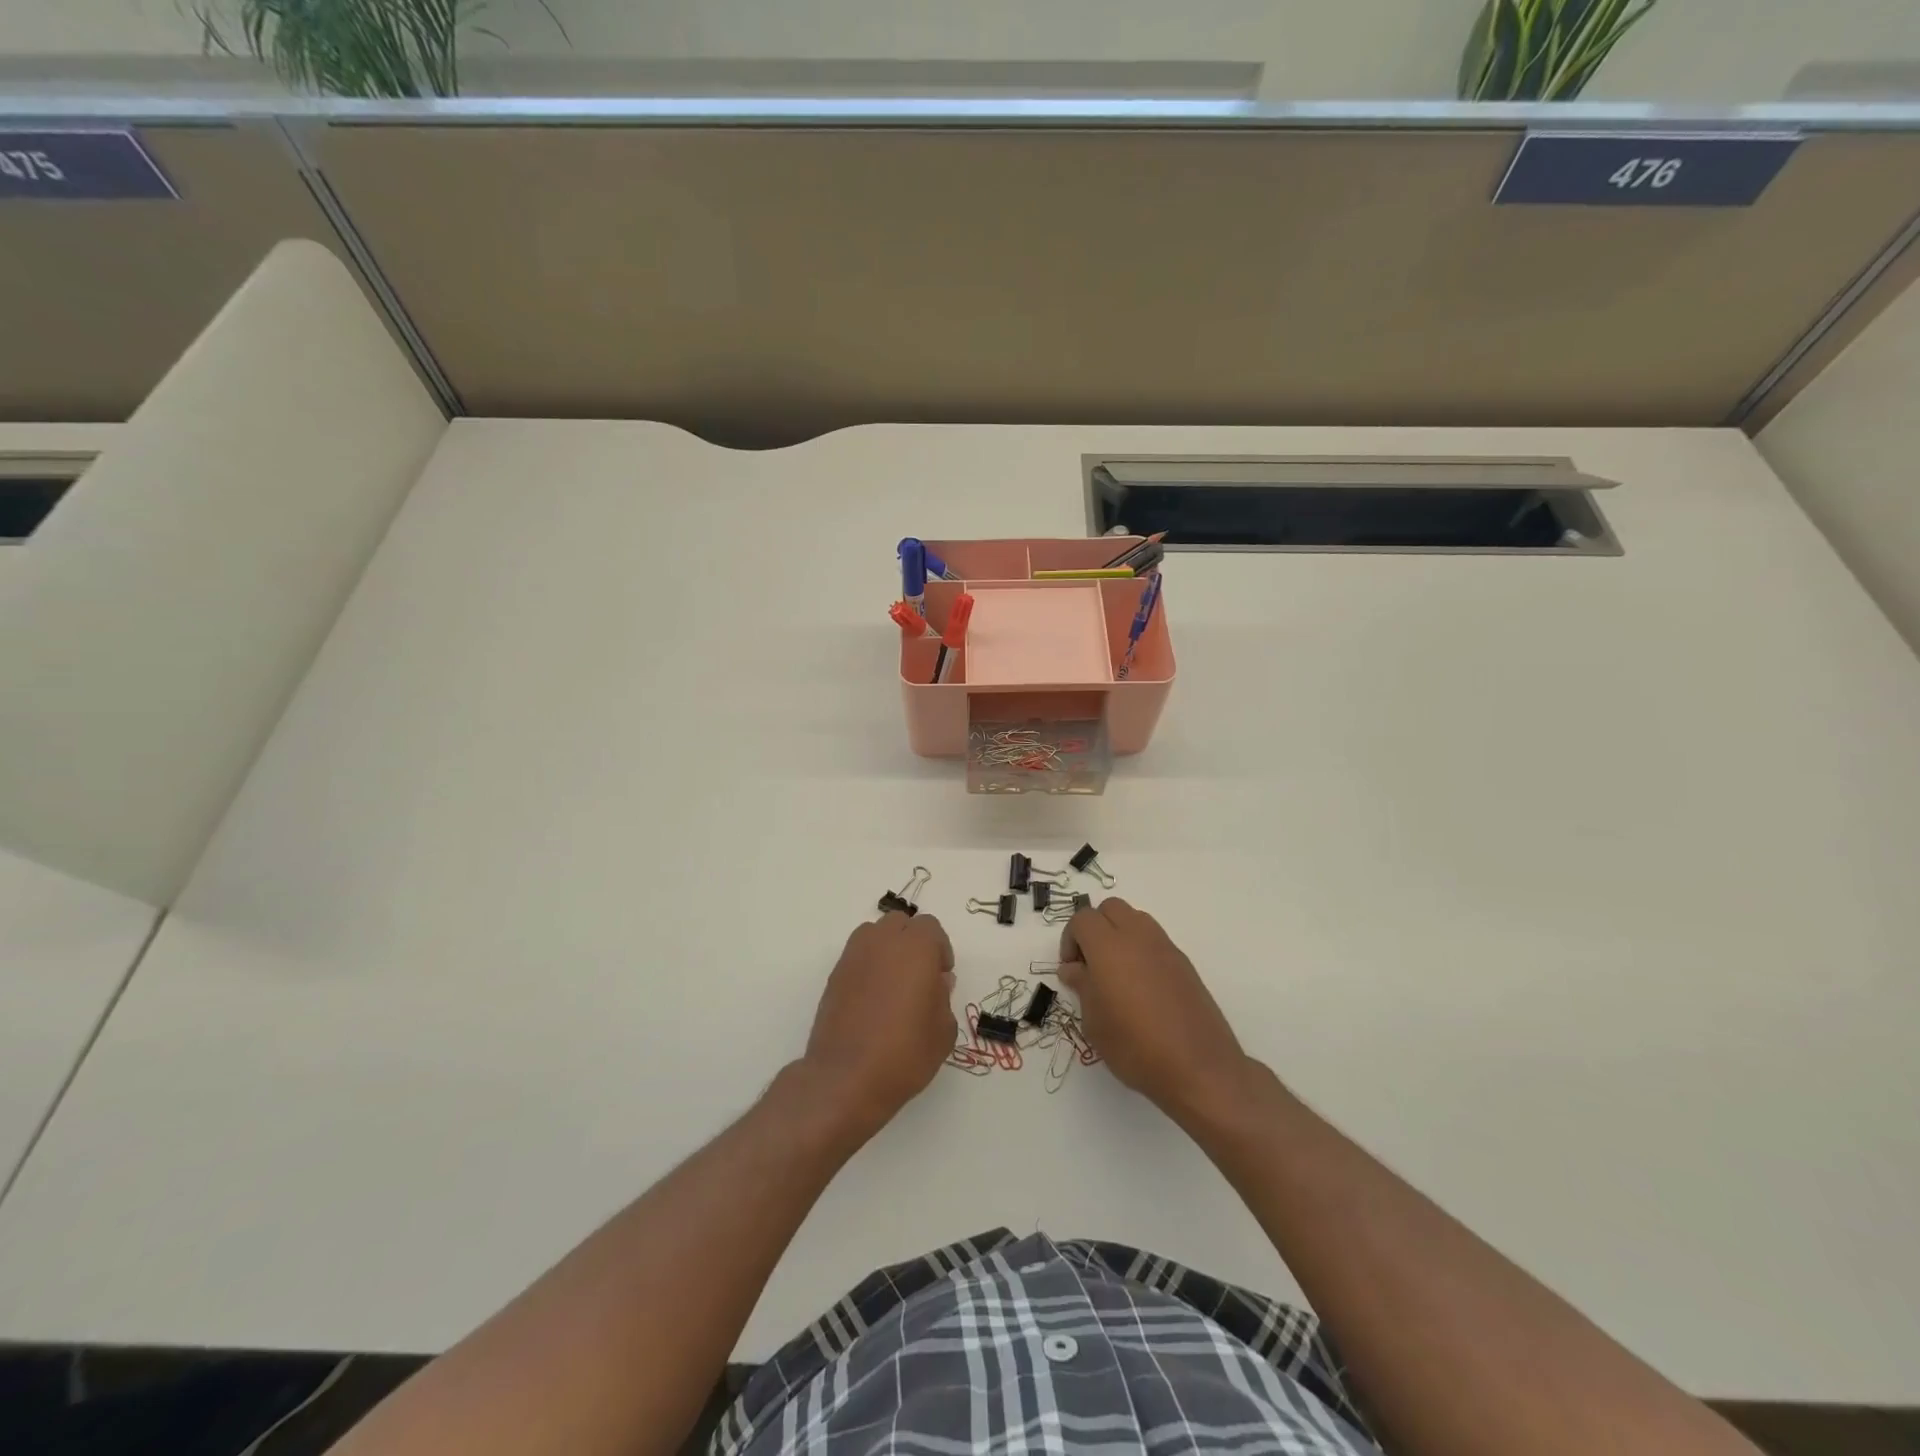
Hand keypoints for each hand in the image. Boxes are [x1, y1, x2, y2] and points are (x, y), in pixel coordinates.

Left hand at [801, 911, 957, 1139]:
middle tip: (920, 976)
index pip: (930, 927)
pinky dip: (868, 966)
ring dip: (888, 949)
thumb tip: (937, 982)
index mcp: (916, 948)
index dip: (940, 949)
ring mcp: (854, 956)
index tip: (941, 976)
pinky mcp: (834, 976)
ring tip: (894, 984)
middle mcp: (882, 942)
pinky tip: (872, 999)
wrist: (846, 1078)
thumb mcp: (943, 1030)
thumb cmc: (905, 1053)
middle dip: (913, 942)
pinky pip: (857, 956)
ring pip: (875, 934)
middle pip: (900, 924)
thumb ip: (943, 997)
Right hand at [1060, 898, 1252, 1122]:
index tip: (1071, 970)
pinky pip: (1155, 940)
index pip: (1082, 919)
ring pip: (1135, 919)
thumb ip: (1082, 987)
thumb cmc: (1135, 1047)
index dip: (1070, 939)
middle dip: (1095, 928)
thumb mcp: (1095, 1023)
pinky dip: (1141, 950)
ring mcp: (1165, 947)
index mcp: (1108, 947)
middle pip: (1110, 908)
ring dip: (1119, 934)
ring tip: (1116, 973)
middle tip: (1091, 964)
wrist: (1198, 1067)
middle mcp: (1137, 937)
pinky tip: (1142, 987)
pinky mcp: (1184, 963)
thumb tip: (1074, 969)